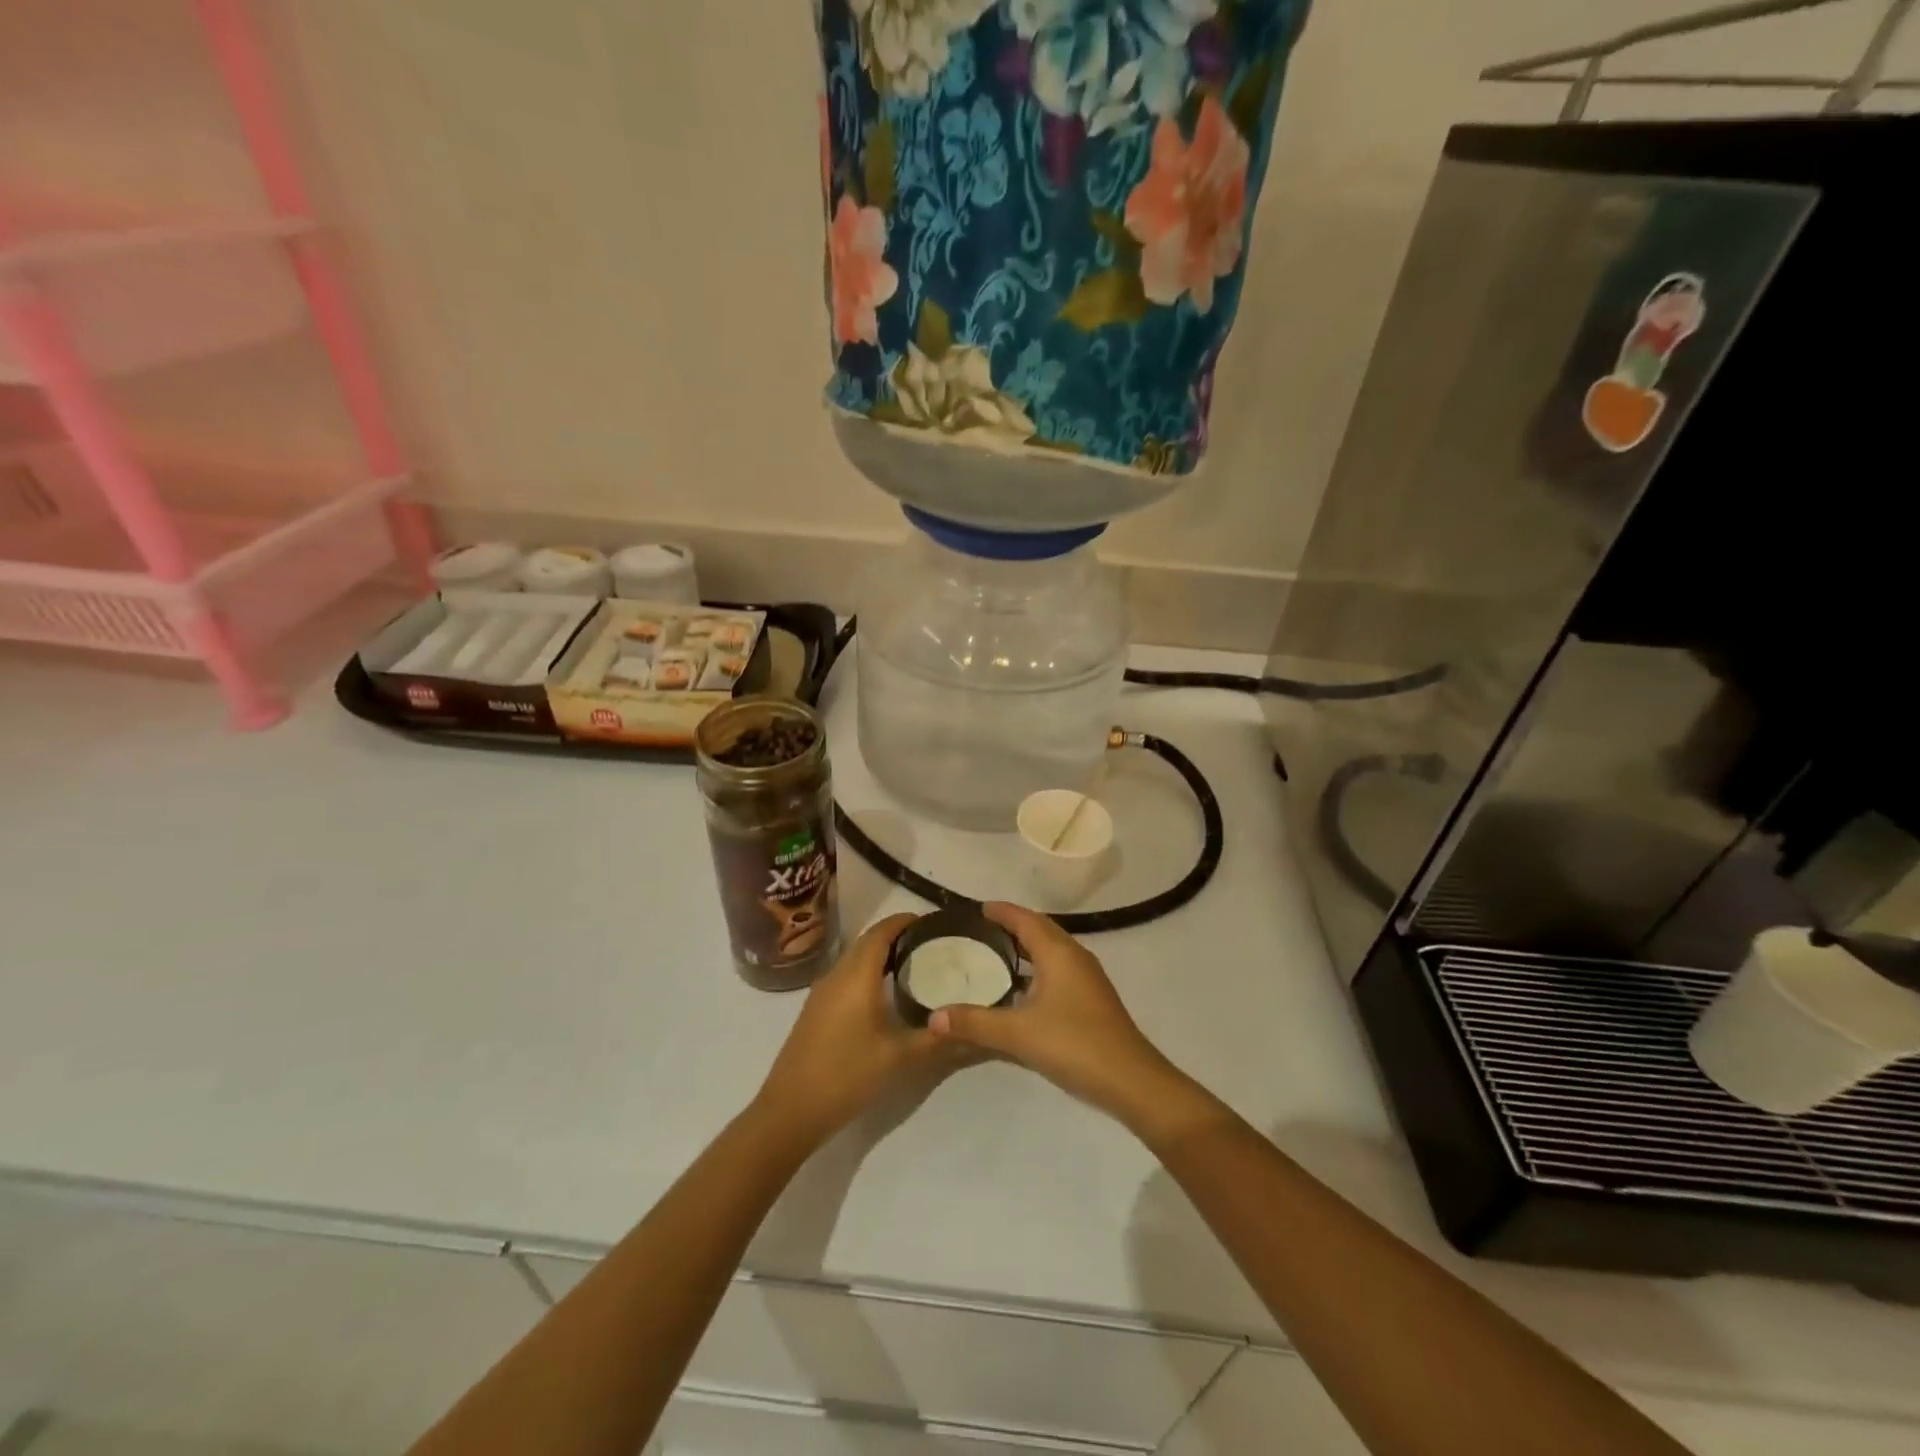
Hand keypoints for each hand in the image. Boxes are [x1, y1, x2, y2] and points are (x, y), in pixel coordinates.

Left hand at [751, 913, 956, 1150]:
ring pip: (854, 959)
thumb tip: (973, 1028)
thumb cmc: (847, 1075)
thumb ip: (936, 1038)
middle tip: (930, 942)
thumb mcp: (899, 1058)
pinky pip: (845, 975)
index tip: (932, 921)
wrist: (791, 1110)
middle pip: (867, 941)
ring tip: (914, 964)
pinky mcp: (816, 1009)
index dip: (905, 921)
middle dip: (896, 935)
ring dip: (881, 954)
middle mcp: (836, 975)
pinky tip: (885, 993)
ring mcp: (822, 992)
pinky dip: (867, 971)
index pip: (881, 932)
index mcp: (856, 976)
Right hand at [927, 902, 1200, 1134]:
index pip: (1025, 919)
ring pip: (1052, 951)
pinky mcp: (1092, 1000)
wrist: (1132, 1081)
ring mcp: (1088, 979)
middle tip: (980, 930)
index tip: (977, 909)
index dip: (1001, 911)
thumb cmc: (1074, 1044)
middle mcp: (1075, 957)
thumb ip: (975, 1022)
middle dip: (1012, 926)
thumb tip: (933, 1017)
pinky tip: (1021, 992)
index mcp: (1058, 953)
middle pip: (1041, 930)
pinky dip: (1037, 969)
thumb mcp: (1018, 1034)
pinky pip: (1059, 970)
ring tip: (996, 956)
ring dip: (1026, 948)